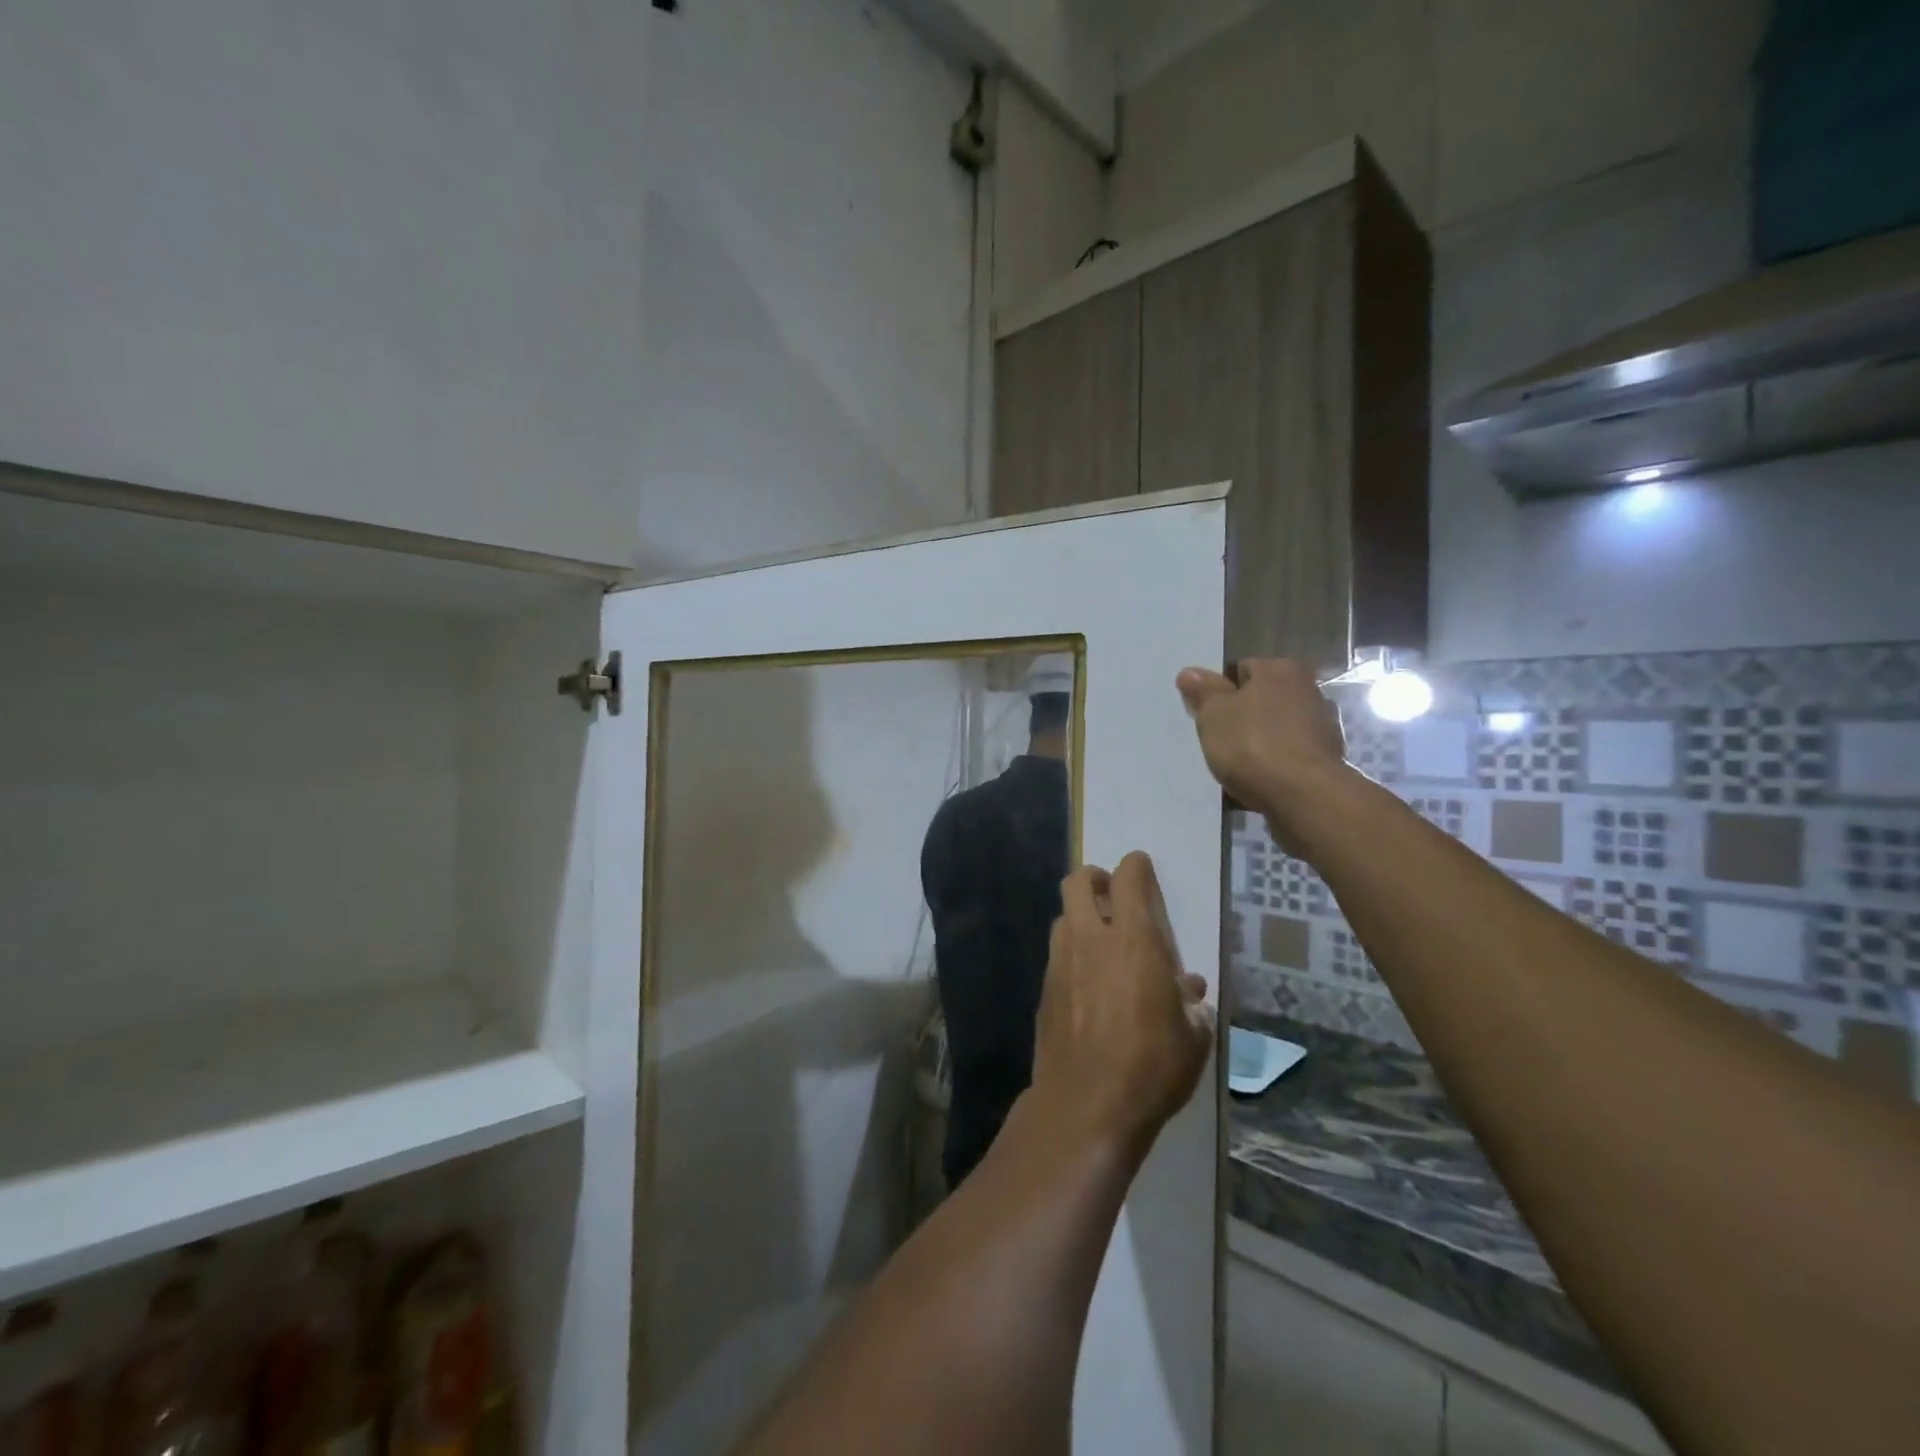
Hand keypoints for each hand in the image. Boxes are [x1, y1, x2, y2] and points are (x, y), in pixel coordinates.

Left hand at [1030, 853, 1214, 1160]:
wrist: (1086, 1104)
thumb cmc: (1151, 1067)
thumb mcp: (1192, 1038)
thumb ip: (1190, 1004)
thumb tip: (1188, 988)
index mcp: (1133, 941)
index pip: (1128, 880)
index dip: (1135, 866)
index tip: (1140, 865)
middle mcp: (1091, 940)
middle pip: (1078, 882)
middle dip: (1094, 877)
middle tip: (1110, 891)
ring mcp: (1061, 963)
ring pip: (1063, 917)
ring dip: (1080, 916)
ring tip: (1099, 938)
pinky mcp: (1044, 989)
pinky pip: (1057, 954)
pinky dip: (1071, 952)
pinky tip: (1086, 981)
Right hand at [1176, 659, 1347, 850]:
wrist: (1302, 795)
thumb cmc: (1251, 745)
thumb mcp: (1214, 715)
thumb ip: (1202, 692)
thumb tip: (1189, 673)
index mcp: (1280, 670)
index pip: (1242, 669)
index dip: (1222, 693)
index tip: (1210, 717)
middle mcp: (1307, 689)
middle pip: (1262, 699)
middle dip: (1243, 717)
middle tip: (1221, 740)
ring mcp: (1322, 724)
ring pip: (1277, 727)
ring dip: (1260, 741)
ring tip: (1239, 765)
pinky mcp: (1327, 757)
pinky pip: (1289, 754)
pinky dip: (1276, 762)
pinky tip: (1261, 780)